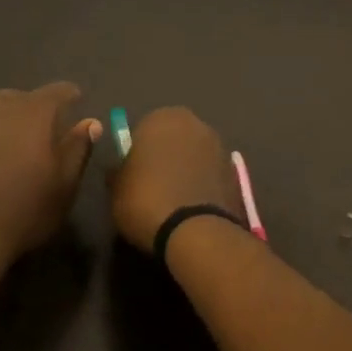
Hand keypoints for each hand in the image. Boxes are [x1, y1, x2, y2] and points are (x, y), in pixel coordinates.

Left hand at [0, 83, 102, 262]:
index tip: (76, 110)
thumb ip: (78, 148)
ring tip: (16, 142)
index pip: (59, 91)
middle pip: (27, 97)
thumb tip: (91, 122)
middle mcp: (3, 103)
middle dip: (39, 110)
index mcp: (36, 112)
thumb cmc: (25, 211)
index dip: (71, 98)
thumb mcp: (64, 185)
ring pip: (0, 105)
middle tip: (46, 136)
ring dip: (12, 117)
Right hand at [109, 107, 242, 251]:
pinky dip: (202, 186)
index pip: (143, 130)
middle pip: (173, 139)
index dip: (137, 154)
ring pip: (194, 156)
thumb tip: (122, 169)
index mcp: (161, 118)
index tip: (132, 176)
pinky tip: (192, 208)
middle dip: (165, 157)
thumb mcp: (116, 189)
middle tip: (152, 186)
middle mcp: (195, 124)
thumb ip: (119, 171)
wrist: (195, 232)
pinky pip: (210, 176)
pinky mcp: (235, 174)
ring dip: (186, 170)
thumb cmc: (145, 200)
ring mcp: (220, 148)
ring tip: (174, 201)